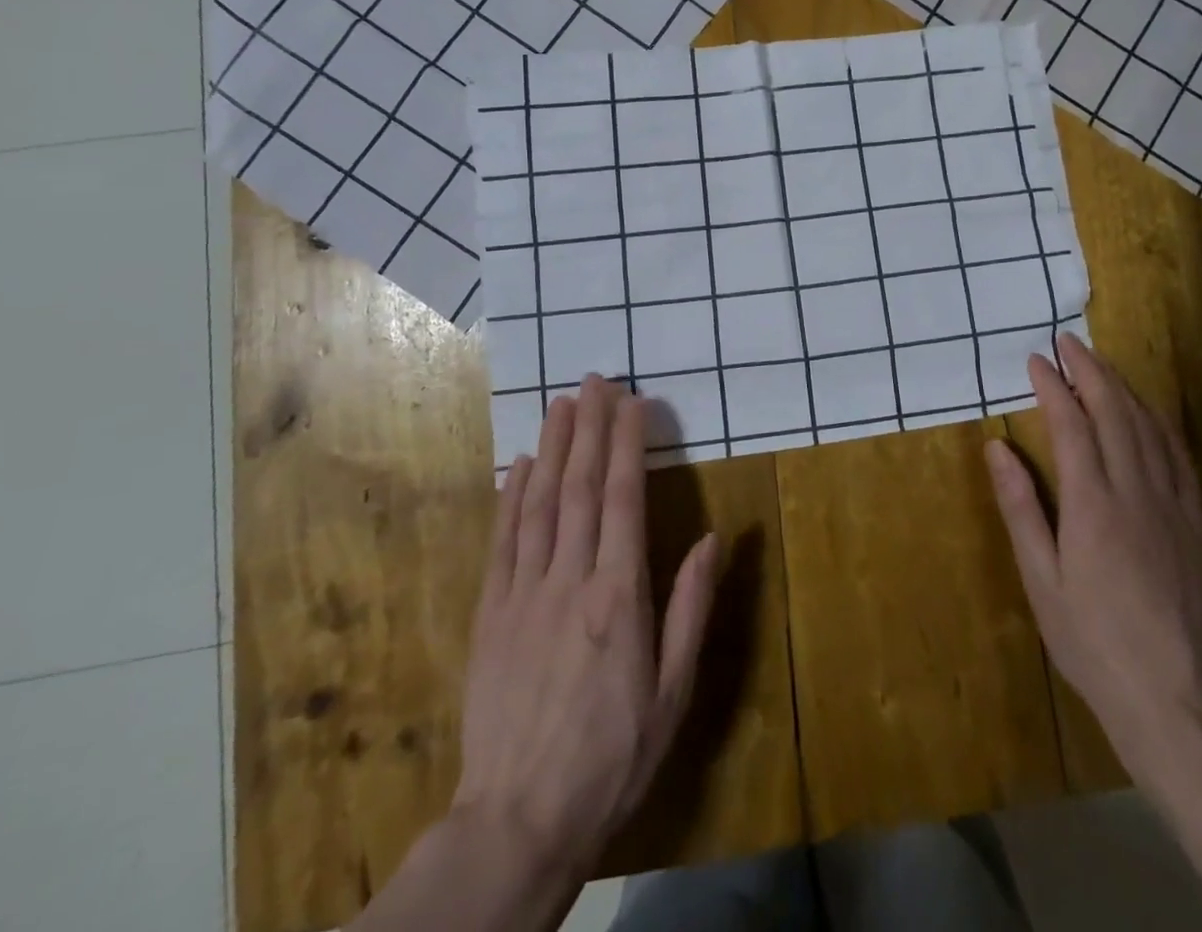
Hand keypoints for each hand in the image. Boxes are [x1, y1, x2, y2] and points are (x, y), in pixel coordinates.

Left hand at [455, 375, 718, 884]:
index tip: (633, 402)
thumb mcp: (673, 692)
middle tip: (596, 381)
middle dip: (590, 427)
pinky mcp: (490, 614)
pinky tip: (517, 466)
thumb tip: (711, 539)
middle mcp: (570, 580)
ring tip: (561, 404)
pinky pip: (503, 541)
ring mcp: (523, 594)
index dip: (628, 443)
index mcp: (619, 595)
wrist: (517, 820)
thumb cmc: (612, 755)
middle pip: (581, 486)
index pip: (624, 498)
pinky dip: (511, 497)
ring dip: (552, 448)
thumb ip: (690, 608)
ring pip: (539, 503)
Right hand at [985, 335, 1201, 789]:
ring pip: (1149, 426)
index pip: (1072, 424)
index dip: (1053, 386)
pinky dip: (1157, 419)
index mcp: (1093, 504)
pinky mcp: (1193, 520)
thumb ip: (1021, 507)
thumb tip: (998, 447)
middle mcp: (1136, 491)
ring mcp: (1171, 503)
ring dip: (1123, 386)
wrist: (1170, 695)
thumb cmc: (1090, 638)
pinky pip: (1177, 453)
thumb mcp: (1040, 578)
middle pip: (1115, 411)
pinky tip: (1146, 411)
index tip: (1036, 360)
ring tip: (1100, 363)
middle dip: (1090, 370)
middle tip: (1068, 342)